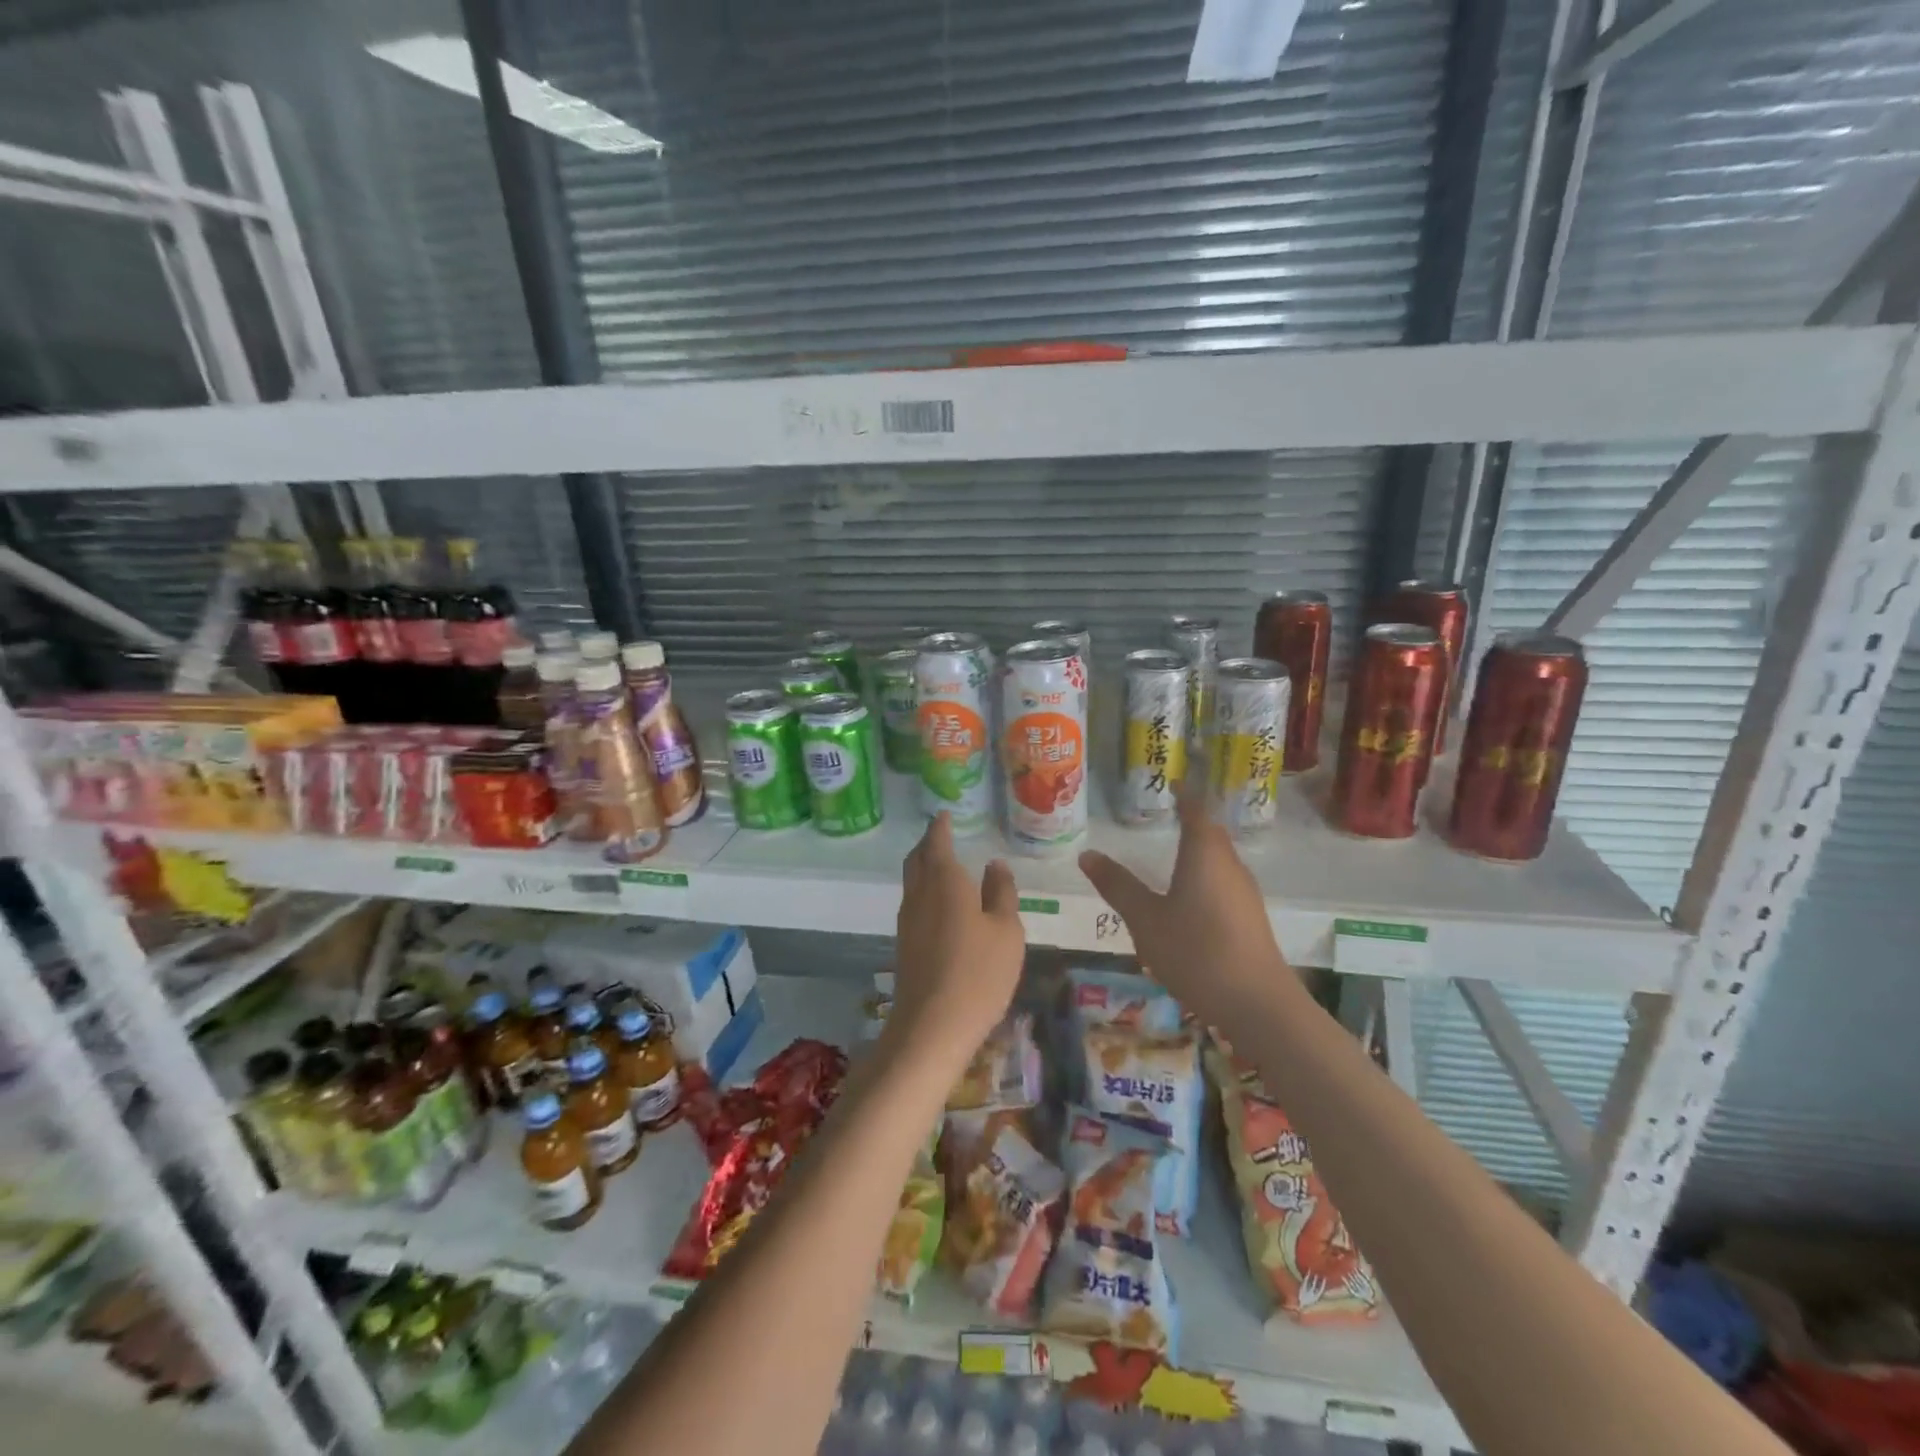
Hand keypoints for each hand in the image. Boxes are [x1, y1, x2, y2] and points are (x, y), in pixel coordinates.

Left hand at [891, 813, 1024, 1062]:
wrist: (931, 1027)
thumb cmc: (979, 973)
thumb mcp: (1007, 931)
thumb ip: (1002, 893)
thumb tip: (994, 865)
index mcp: (945, 881)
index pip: (938, 842)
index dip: (941, 826)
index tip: (945, 814)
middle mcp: (919, 894)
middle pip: (917, 859)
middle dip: (928, 843)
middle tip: (942, 835)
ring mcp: (908, 921)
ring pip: (912, 881)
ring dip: (924, 867)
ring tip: (944, 864)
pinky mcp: (905, 944)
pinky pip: (913, 903)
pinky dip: (925, 890)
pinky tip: (941, 904)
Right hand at [1078, 788, 1288, 1023]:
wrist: (1257, 1003)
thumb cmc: (1195, 951)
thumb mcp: (1145, 919)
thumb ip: (1117, 885)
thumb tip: (1087, 854)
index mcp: (1204, 853)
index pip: (1196, 809)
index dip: (1184, 794)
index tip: (1172, 783)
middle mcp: (1229, 864)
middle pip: (1211, 833)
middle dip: (1192, 822)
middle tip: (1168, 816)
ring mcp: (1244, 893)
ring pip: (1219, 860)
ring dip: (1199, 852)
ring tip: (1174, 855)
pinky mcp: (1250, 918)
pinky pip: (1223, 883)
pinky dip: (1205, 878)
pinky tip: (1190, 900)